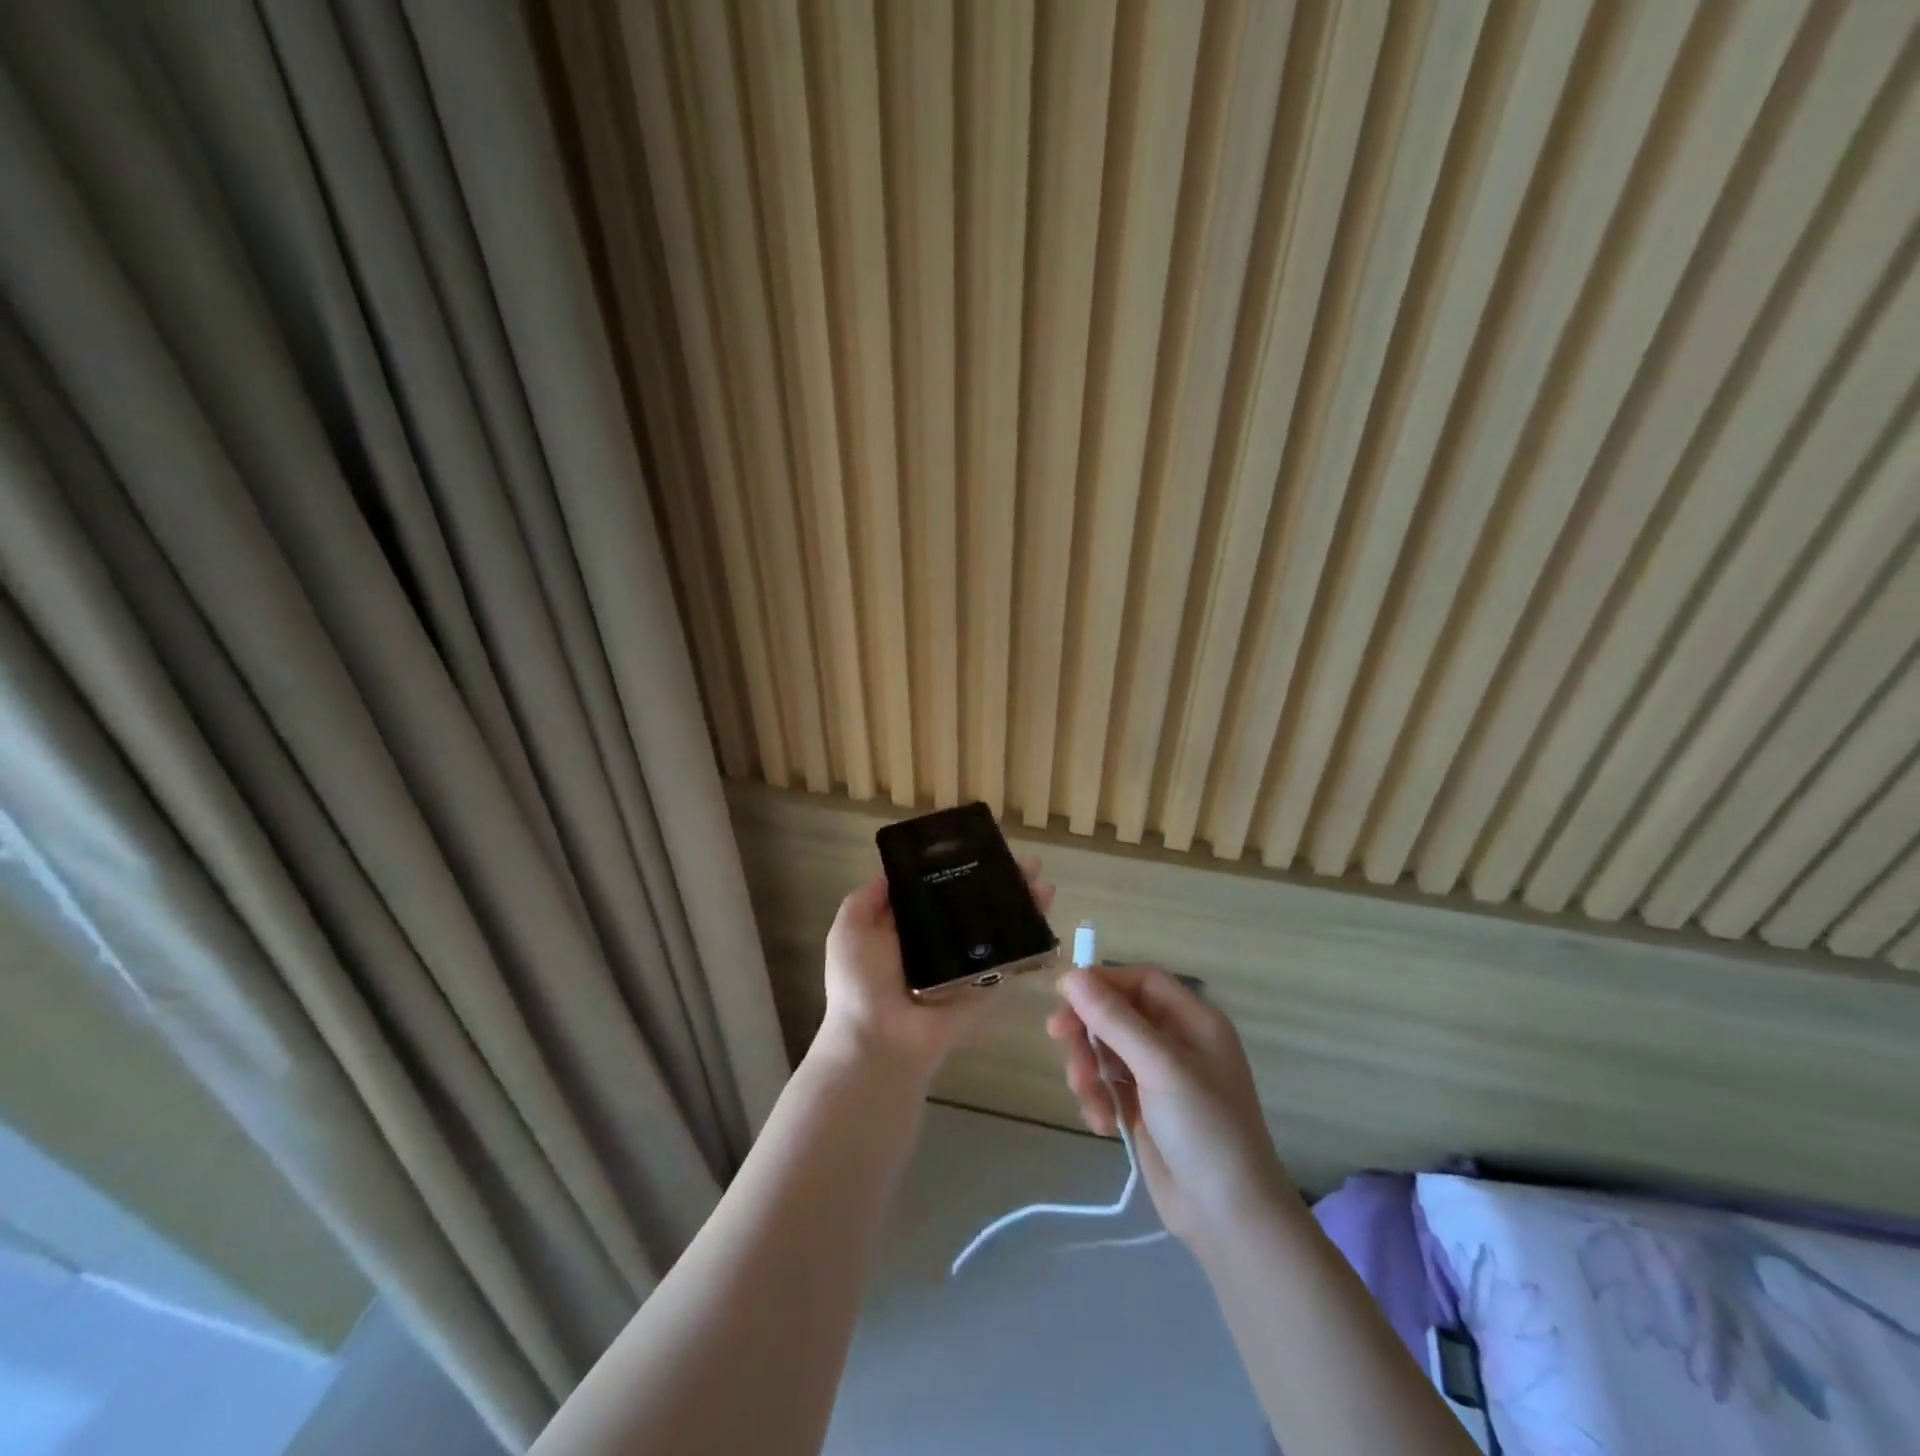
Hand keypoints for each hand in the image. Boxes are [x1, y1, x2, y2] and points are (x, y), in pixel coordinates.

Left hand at [819, 858, 1054, 1079]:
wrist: (879, 1041)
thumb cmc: (860, 982)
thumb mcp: (850, 929)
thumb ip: (867, 898)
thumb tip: (890, 871)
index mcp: (906, 927)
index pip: (938, 888)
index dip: (959, 867)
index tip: (982, 845)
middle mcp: (937, 942)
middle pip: (974, 904)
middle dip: (1000, 883)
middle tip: (1026, 864)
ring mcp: (963, 965)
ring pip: (997, 928)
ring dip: (1022, 905)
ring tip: (1043, 883)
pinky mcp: (983, 987)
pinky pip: (1009, 961)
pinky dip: (1031, 942)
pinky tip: (1046, 918)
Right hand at [1046, 966, 1295, 1243]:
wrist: (1229, 1219)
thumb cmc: (1204, 1128)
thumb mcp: (1159, 1066)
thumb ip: (1114, 1019)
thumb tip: (1072, 975)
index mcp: (1193, 1021)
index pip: (1141, 982)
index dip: (1104, 982)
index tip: (1065, 994)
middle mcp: (1176, 1043)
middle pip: (1117, 1014)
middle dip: (1087, 1029)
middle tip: (1058, 1039)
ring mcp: (1159, 1078)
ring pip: (1105, 1050)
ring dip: (1087, 1067)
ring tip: (1087, 1097)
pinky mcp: (1143, 1110)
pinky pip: (1106, 1085)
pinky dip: (1096, 1097)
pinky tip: (1100, 1123)